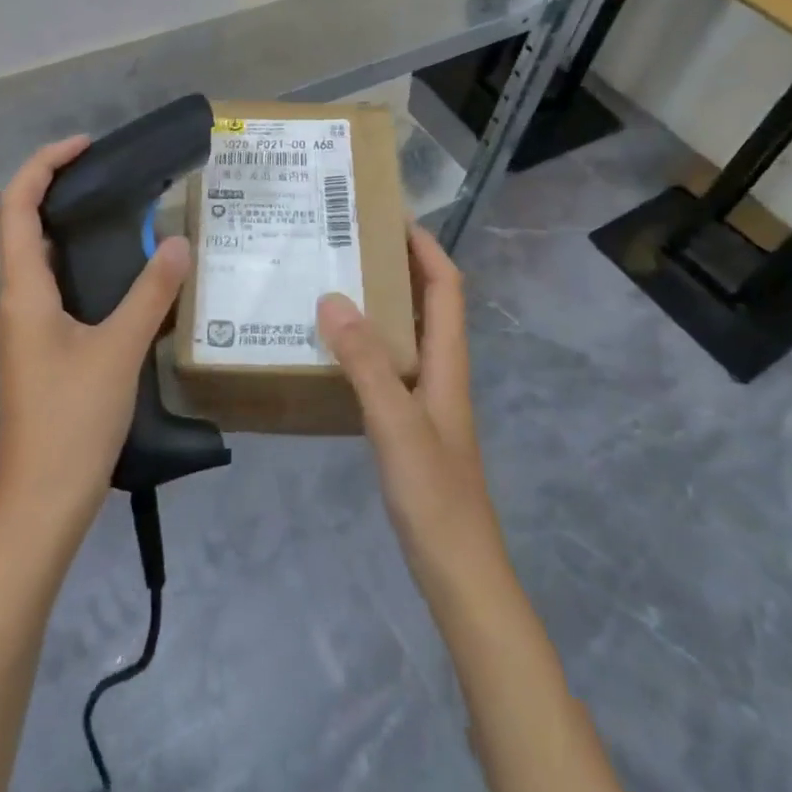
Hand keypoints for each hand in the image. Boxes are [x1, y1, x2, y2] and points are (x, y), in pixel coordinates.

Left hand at [0, 137, 192, 534]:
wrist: (41, 503)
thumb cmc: (72, 420)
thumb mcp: (119, 350)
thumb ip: (151, 293)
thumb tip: (178, 242)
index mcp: (23, 292)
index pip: (16, 206)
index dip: (43, 165)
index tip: (85, 146)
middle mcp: (15, 302)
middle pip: (25, 226)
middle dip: (60, 190)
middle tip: (112, 175)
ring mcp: (24, 330)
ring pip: (41, 261)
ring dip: (73, 230)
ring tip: (124, 217)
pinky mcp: (39, 352)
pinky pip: (55, 291)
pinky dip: (82, 267)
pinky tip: (122, 279)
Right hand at [317, 225, 508, 606]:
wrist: (460, 576)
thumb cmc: (435, 497)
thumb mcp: (396, 424)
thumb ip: (366, 362)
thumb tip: (332, 298)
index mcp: (448, 363)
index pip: (445, 287)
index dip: (425, 247)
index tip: (391, 215)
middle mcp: (441, 373)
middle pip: (427, 304)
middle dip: (397, 266)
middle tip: (348, 244)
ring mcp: (426, 401)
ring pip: (405, 334)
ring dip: (379, 304)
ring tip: (332, 284)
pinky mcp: (409, 426)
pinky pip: (387, 367)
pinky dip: (365, 346)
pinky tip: (331, 352)